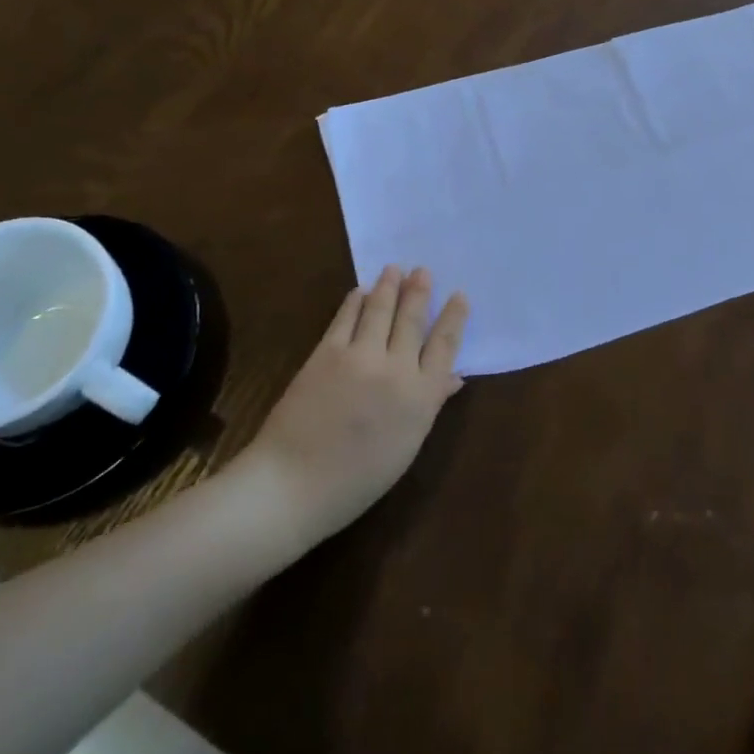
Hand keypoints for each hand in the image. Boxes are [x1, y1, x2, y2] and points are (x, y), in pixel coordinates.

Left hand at [230, 266, 465, 556]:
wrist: (293, 485)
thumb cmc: (358, 478)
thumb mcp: (407, 445)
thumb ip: (431, 403)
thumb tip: (454, 376)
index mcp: (421, 395)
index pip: (445, 344)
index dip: (454, 317)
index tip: (459, 295)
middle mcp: (396, 368)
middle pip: (412, 320)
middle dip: (420, 292)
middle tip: (423, 270)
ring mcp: (360, 357)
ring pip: (380, 310)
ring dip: (389, 286)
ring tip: (394, 269)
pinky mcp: (327, 353)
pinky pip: (346, 318)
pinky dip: (355, 301)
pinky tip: (359, 291)